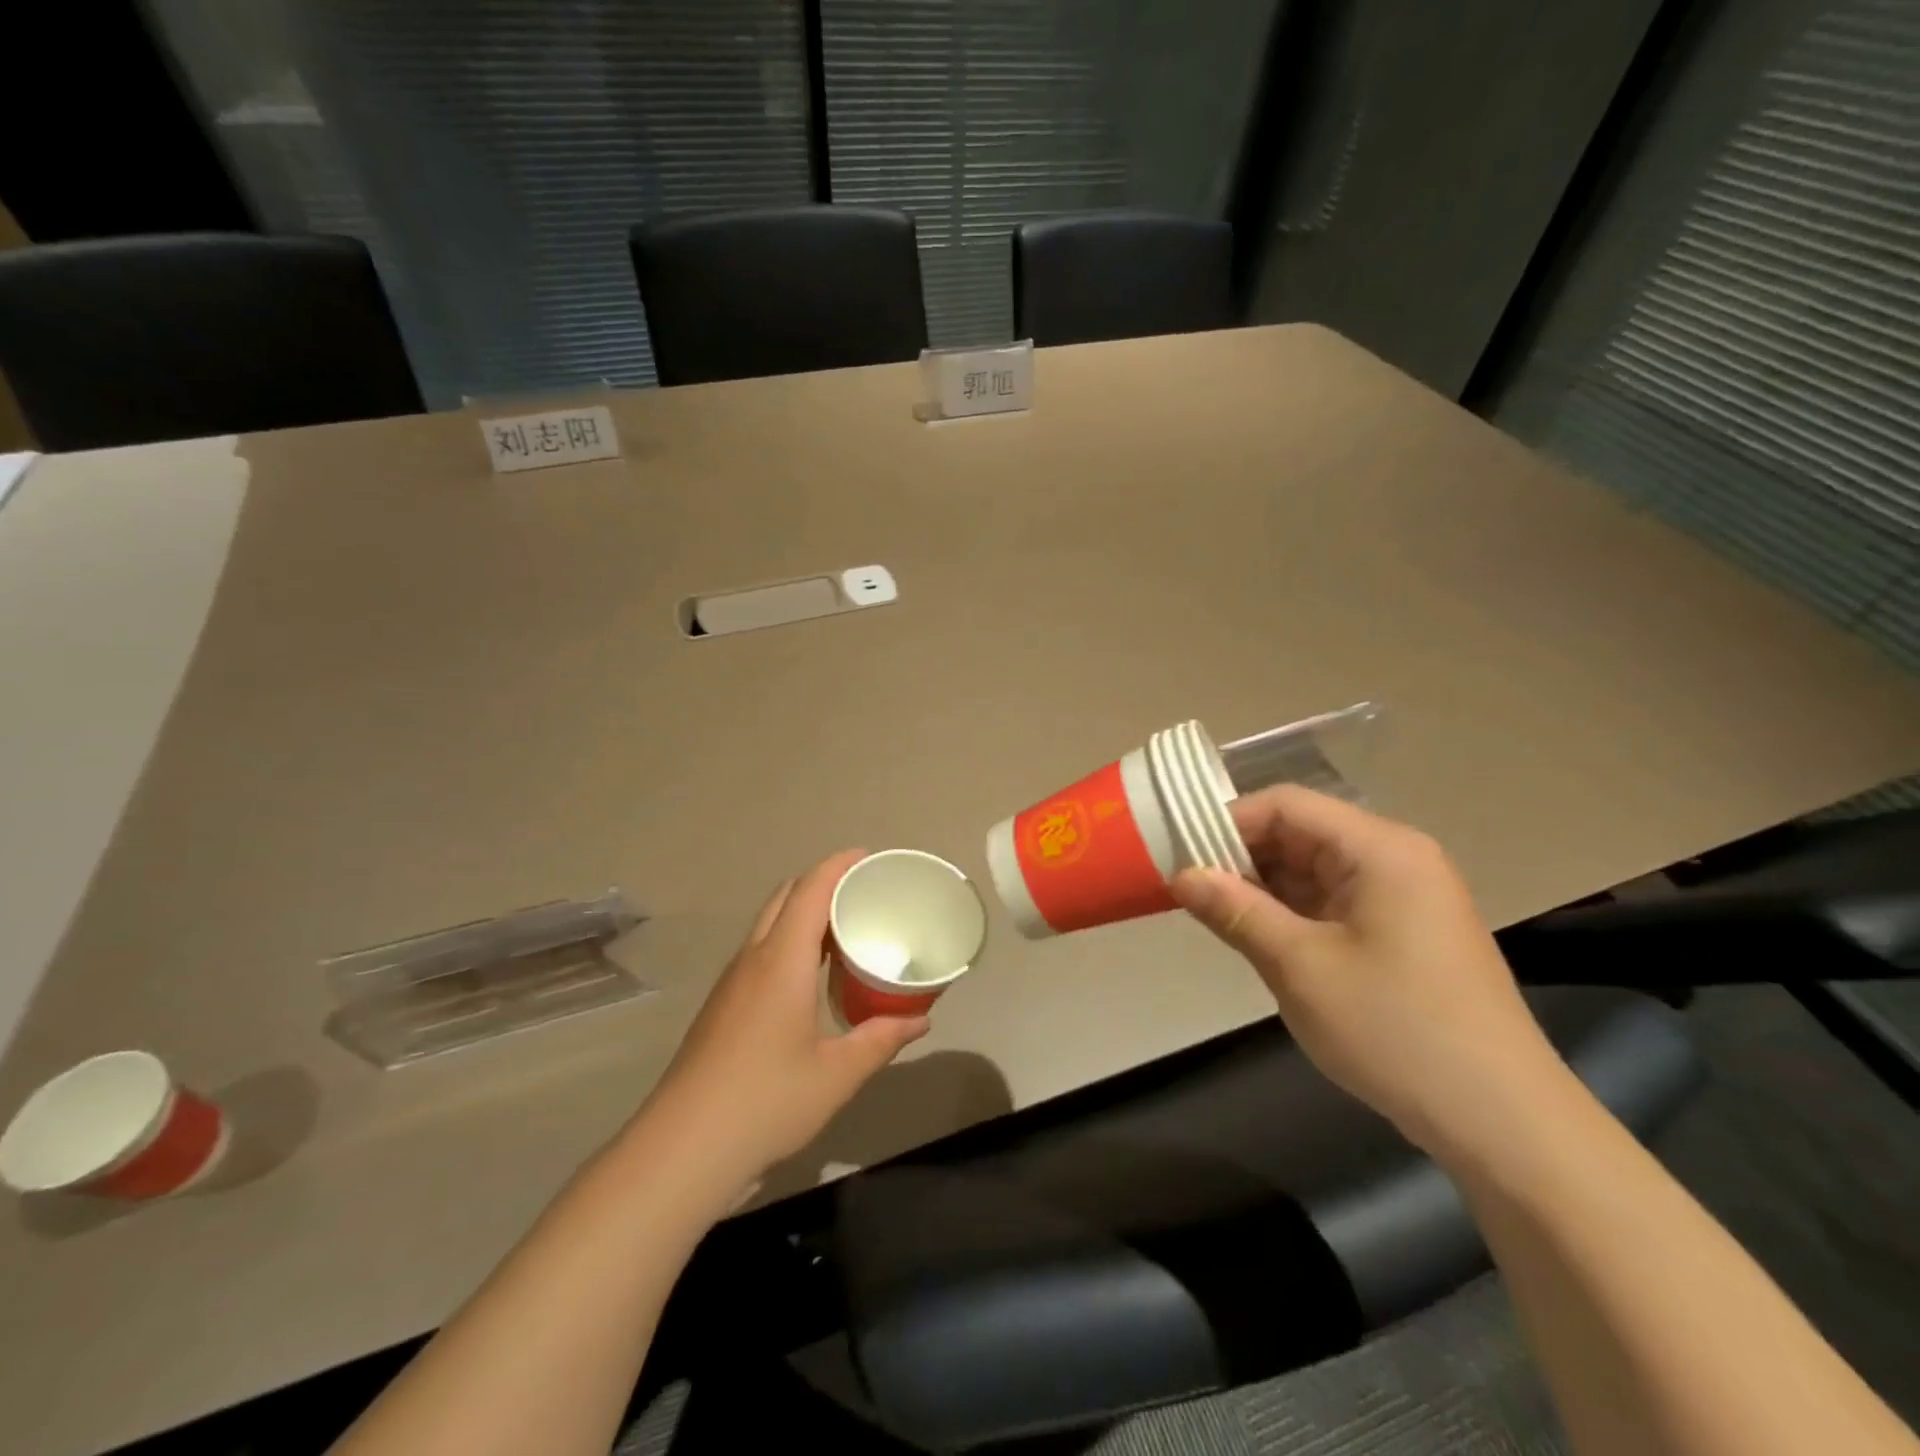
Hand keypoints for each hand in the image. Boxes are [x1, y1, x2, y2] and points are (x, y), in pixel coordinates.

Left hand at [637, 851, 928, 1193]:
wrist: (681, 1150)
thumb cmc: (766, 1102)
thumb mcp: (836, 1075)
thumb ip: (881, 1040)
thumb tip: (920, 1019)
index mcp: (781, 961)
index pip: (810, 890)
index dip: (838, 865)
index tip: (868, 857)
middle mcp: (752, 959)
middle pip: (785, 897)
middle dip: (822, 882)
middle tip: (863, 894)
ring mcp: (731, 982)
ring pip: (768, 923)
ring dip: (802, 911)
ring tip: (843, 928)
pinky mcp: (722, 1006)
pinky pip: (759, 951)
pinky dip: (788, 940)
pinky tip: (810, 975)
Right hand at [1171, 787, 1566, 1160]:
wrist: (1501, 1122)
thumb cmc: (1395, 1030)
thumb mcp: (1300, 967)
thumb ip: (1235, 910)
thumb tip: (1181, 874)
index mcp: (1380, 849)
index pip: (1287, 805)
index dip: (1227, 822)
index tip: (1179, 853)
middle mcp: (1396, 859)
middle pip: (1301, 833)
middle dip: (1241, 856)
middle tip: (1188, 888)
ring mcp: (1404, 897)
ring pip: (1313, 869)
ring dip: (1263, 887)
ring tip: (1213, 914)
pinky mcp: (1404, 933)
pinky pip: (1333, 902)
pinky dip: (1292, 912)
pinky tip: (1258, 936)